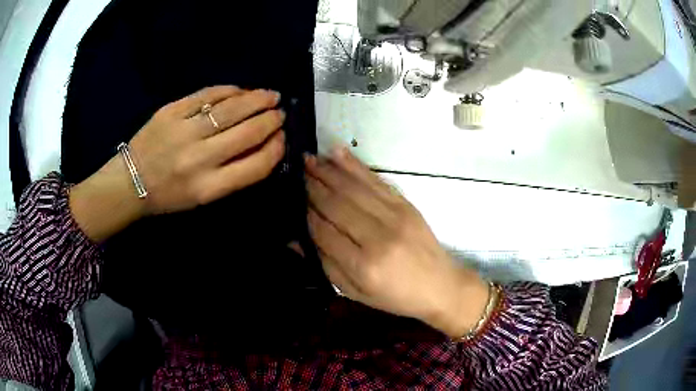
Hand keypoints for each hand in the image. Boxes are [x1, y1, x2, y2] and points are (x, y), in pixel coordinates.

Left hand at [70, 86, 284, 241]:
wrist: (129, 182)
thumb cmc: (168, 196)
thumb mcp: (202, 197)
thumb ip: (232, 175)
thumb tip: (262, 144)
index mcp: (208, 188)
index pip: (256, 166)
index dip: (276, 148)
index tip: (282, 138)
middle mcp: (198, 160)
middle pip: (247, 133)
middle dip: (271, 120)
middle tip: (280, 111)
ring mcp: (183, 132)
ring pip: (231, 109)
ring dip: (256, 99)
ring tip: (269, 95)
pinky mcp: (171, 111)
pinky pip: (207, 95)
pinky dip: (229, 90)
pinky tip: (240, 90)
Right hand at [305, 148, 489, 337]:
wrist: (440, 285)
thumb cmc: (396, 296)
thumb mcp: (356, 293)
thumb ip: (325, 265)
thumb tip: (294, 240)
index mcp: (362, 266)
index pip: (323, 231)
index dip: (306, 213)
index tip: (293, 198)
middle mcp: (377, 237)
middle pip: (336, 205)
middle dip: (313, 186)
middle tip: (297, 170)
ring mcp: (394, 217)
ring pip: (353, 188)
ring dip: (328, 171)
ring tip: (310, 158)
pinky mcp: (406, 205)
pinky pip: (376, 180)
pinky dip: (354, 165)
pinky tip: (337, 153)